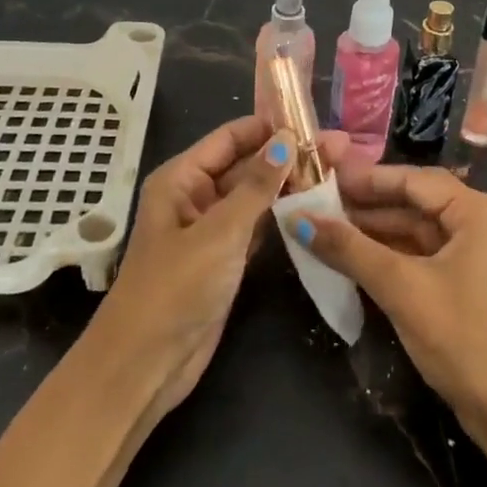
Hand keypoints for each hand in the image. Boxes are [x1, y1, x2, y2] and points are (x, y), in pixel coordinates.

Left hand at [95, 115, 342, 417]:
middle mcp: (196, 196)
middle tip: (341, 148)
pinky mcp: (226, 259)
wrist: (146, 365)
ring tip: (337, 172)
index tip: (313, 122)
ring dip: (290, 185)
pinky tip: (316, 208)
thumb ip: (256, 186)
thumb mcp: (219, 232)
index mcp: (182, 178)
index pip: (230, 137)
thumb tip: (287, 139)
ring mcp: (212, 229)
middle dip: (288, 156)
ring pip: (256, 196)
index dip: (269, 126)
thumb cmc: (175, 288)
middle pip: (246, 164)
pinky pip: (258, 226)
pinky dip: (283, 216)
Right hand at [291, 163, 486, 441]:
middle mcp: (485, 225)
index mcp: (479, 213)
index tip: (325, 177)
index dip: (367, 178)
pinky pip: (427, 257)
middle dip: (368, 207)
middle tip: (319, 204)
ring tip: (329, 230)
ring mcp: (482, 257)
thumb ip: (349, 249)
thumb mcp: (401, 289)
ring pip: (420, 232)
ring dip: (377, 233)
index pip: (414, 180)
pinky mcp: (475, 286)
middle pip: (417, 203)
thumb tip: (298, 218)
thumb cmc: (464, 339)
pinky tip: (358, 259)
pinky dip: (394, 256)